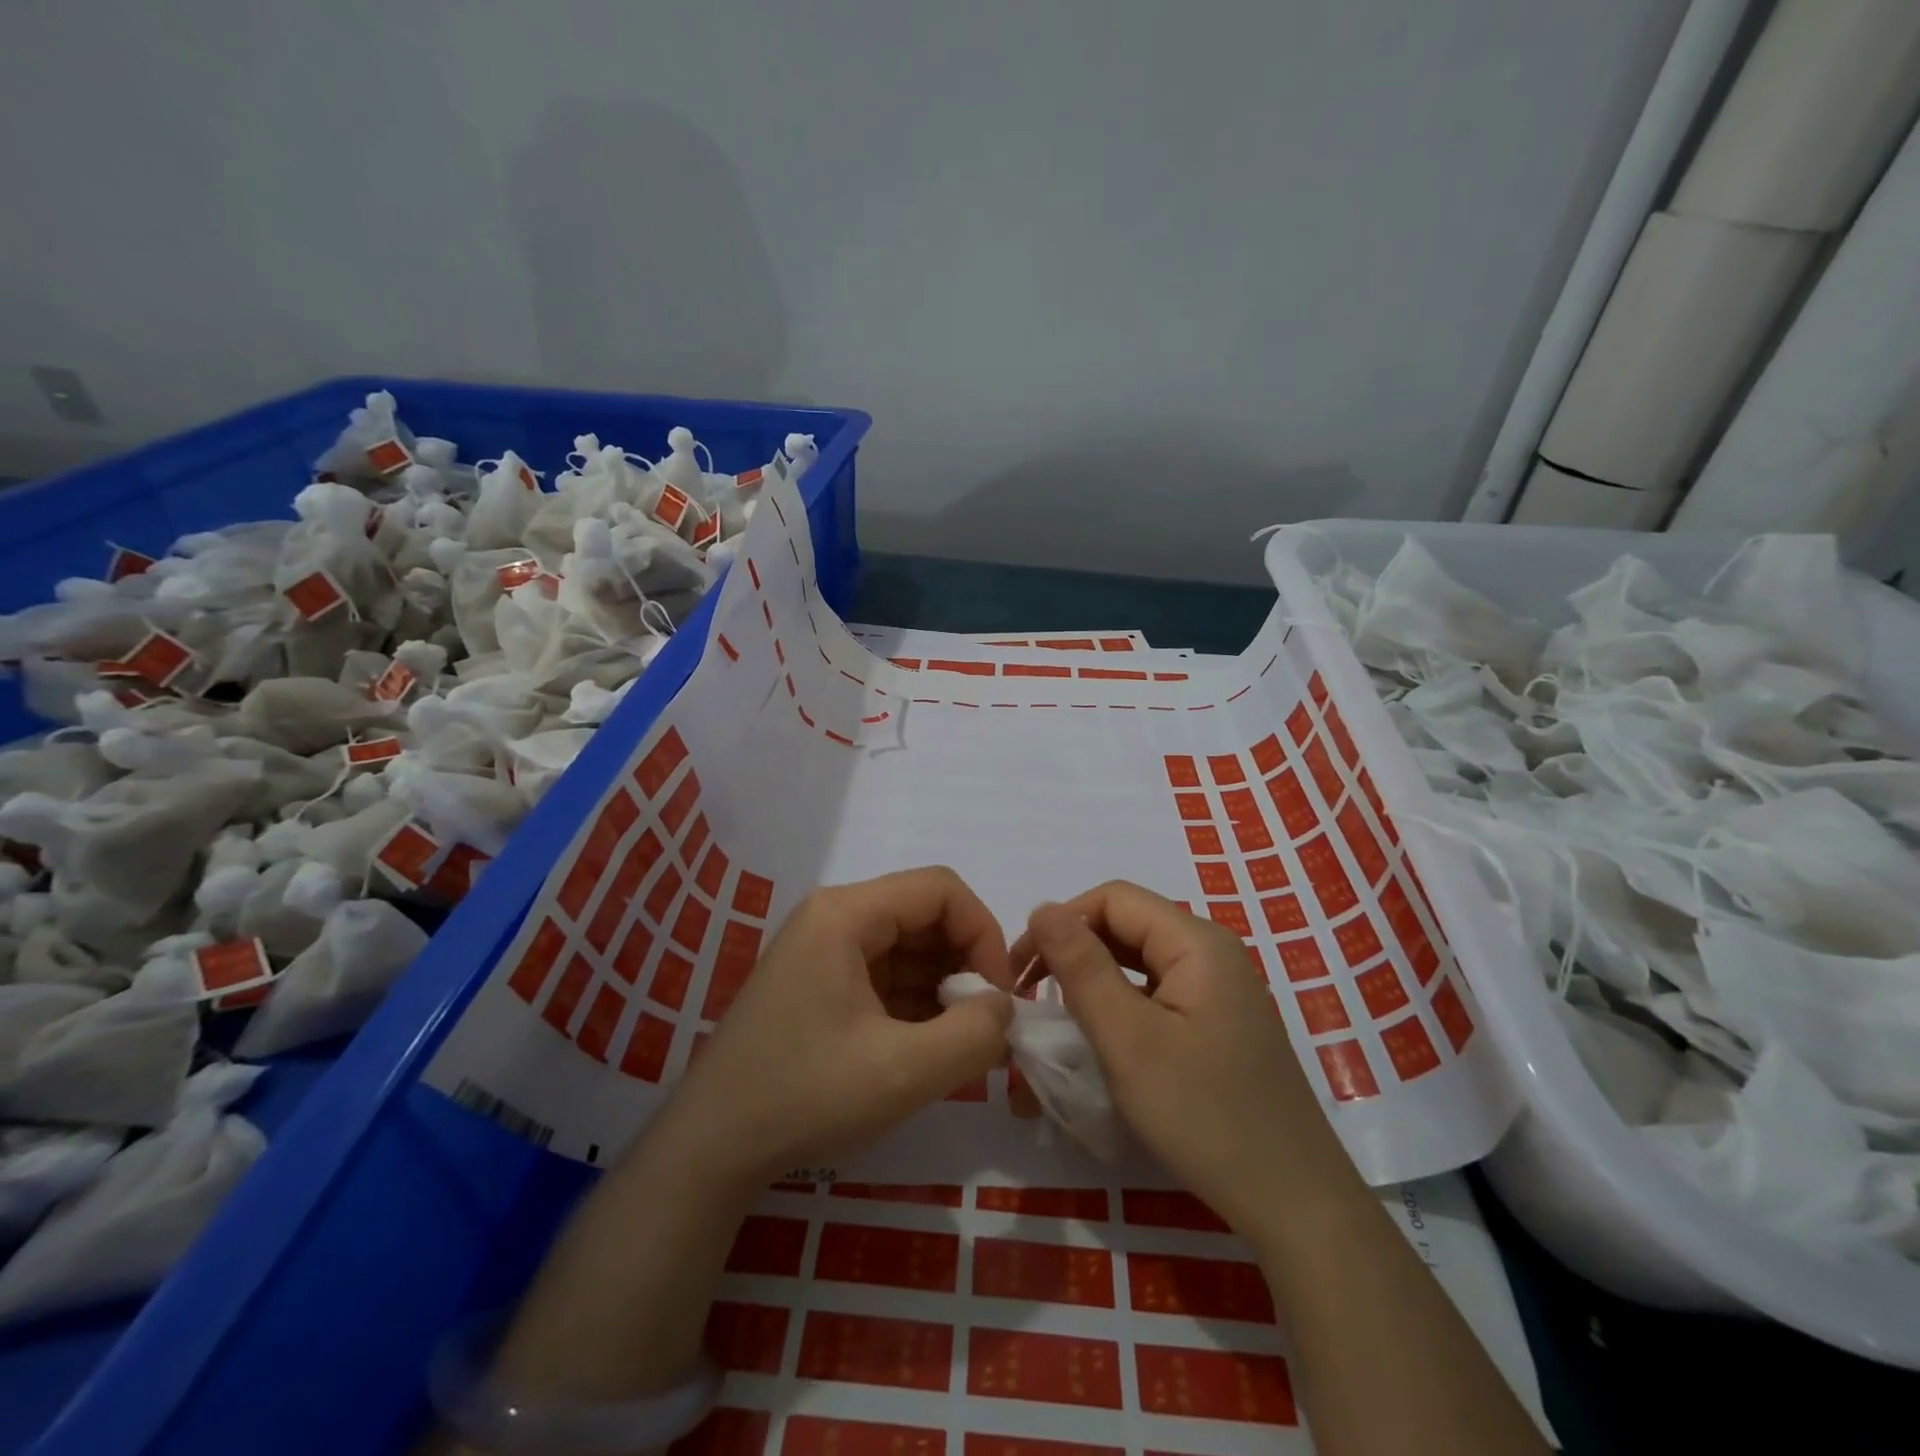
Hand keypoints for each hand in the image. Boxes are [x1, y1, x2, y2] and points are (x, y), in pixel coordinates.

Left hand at [650, 867, 1014, 1188]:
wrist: (710, 1149)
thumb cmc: (804, 1096)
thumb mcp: (903, 1071)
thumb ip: (974, 1034)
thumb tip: (1004, 1008)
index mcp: (846, 913)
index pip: (941, 890)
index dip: (983, 934)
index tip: (999, 996)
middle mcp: (834, 917)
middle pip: (924, 915)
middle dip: (965, 963)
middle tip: (984, 1024)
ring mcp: (823, 950)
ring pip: (908, 947)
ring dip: (943, 988)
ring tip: (959, 1044)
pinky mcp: (820, 983)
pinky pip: (885, 975)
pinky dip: (916, 1003)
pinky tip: (927, 1048)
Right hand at [1010, 881, 1343, 1230]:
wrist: (1295, 1204)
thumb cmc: (1204, 1115)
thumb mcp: (1129, 1039)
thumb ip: (1082, 967)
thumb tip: (1042, 908)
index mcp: (1197, 941)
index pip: (1113, 898)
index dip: (1061, 922)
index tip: (1023, 970)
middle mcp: (1212, 952)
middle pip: (1127, 925)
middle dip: (1074, 949)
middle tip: (1032, 995)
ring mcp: (1221, 988)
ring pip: (1140, 959)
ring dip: (1094, 977)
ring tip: (1059, 1014)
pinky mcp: (1219, 1022)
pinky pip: (1158, 991)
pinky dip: (1121, 1002)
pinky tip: (1104, 1034)